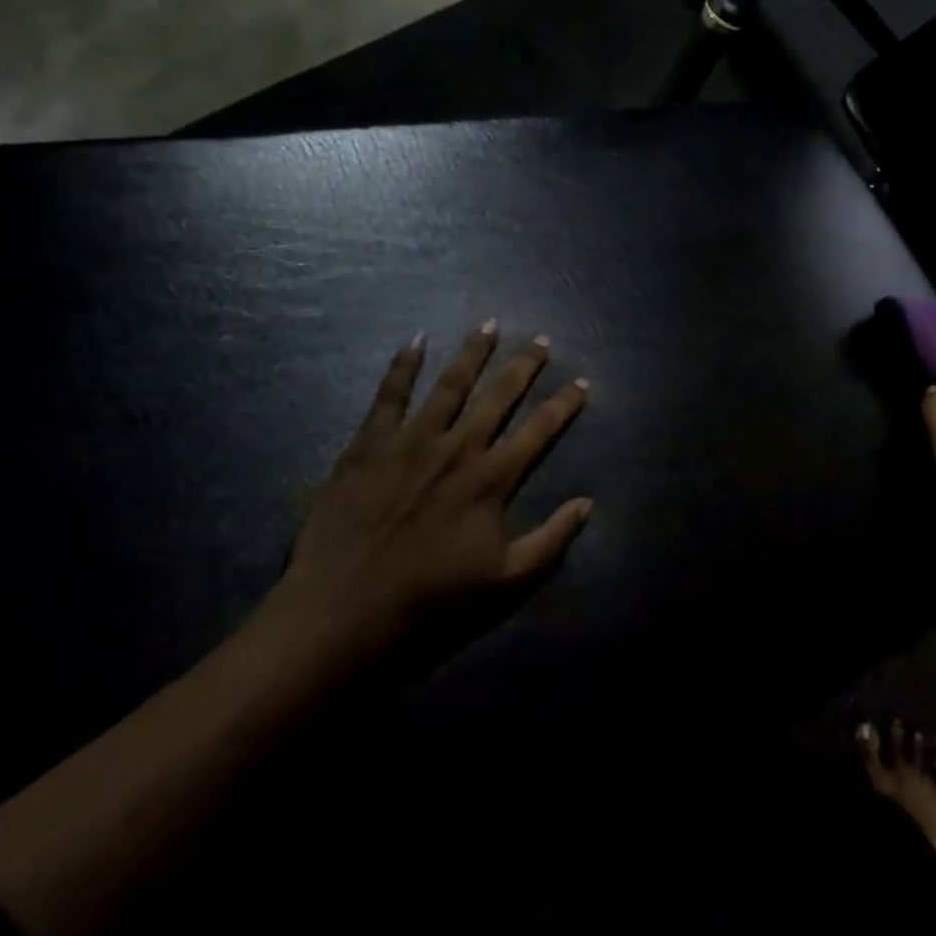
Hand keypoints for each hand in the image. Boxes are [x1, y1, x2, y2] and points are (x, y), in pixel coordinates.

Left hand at [265, 323, 592, 667]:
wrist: (346, 609)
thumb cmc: (431, 598)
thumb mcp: (506, 580)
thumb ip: (551, 540)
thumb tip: (588, 504)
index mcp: (492, 478)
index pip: (540, 429)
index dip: (565, 404)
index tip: (582, 382)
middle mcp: (458, 447)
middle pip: (499, 395)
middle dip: (525, 365)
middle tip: (542, 340)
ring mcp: (412, 440)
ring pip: (451, 383)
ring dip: (473, 353)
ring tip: (489, 325)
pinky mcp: (370, 442)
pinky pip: (390, 394)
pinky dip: (403, 365)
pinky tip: (416, 340)